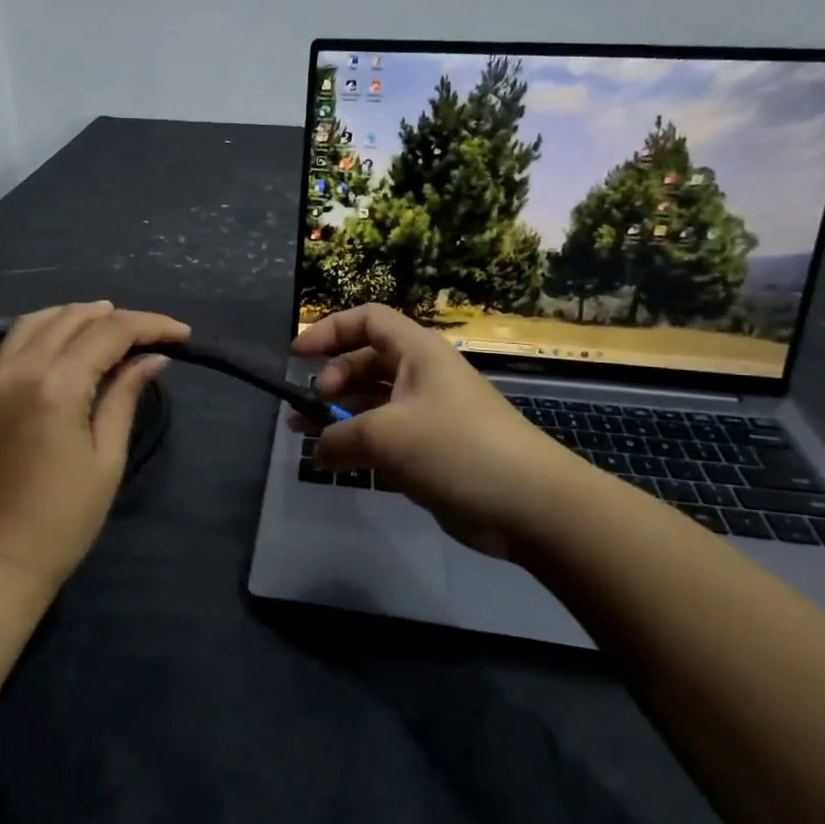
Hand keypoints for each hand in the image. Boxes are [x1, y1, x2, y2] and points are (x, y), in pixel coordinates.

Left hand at [0, 302, 190, 595]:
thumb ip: (124, 398)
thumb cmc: (63, 519)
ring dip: (69, 316)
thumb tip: (152, 360)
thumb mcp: (106, 459)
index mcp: (59, 383)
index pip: (111, 333)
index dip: (150, 325)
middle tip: (149, 333)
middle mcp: (22, 368)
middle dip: (115, 318)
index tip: (182, 334)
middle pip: (73, 320)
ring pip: (32, 324)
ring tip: (101, 319)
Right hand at [293, 304, 599, 562]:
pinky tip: (335, 463)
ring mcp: (427, 414)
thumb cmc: (455, 448)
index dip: (329, 330)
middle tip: (308, 409)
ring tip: (303, 435)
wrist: (529, 503)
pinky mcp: (431, 451)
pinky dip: (358, 445)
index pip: (367, 320)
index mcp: (417, 352)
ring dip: (337, 417)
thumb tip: (317, 450)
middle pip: (364, 362)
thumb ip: (338, 437)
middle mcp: (421, 375)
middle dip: (330, 381)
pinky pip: (384, 437)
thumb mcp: (385, 435)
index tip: (296, 355)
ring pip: (371, 403)